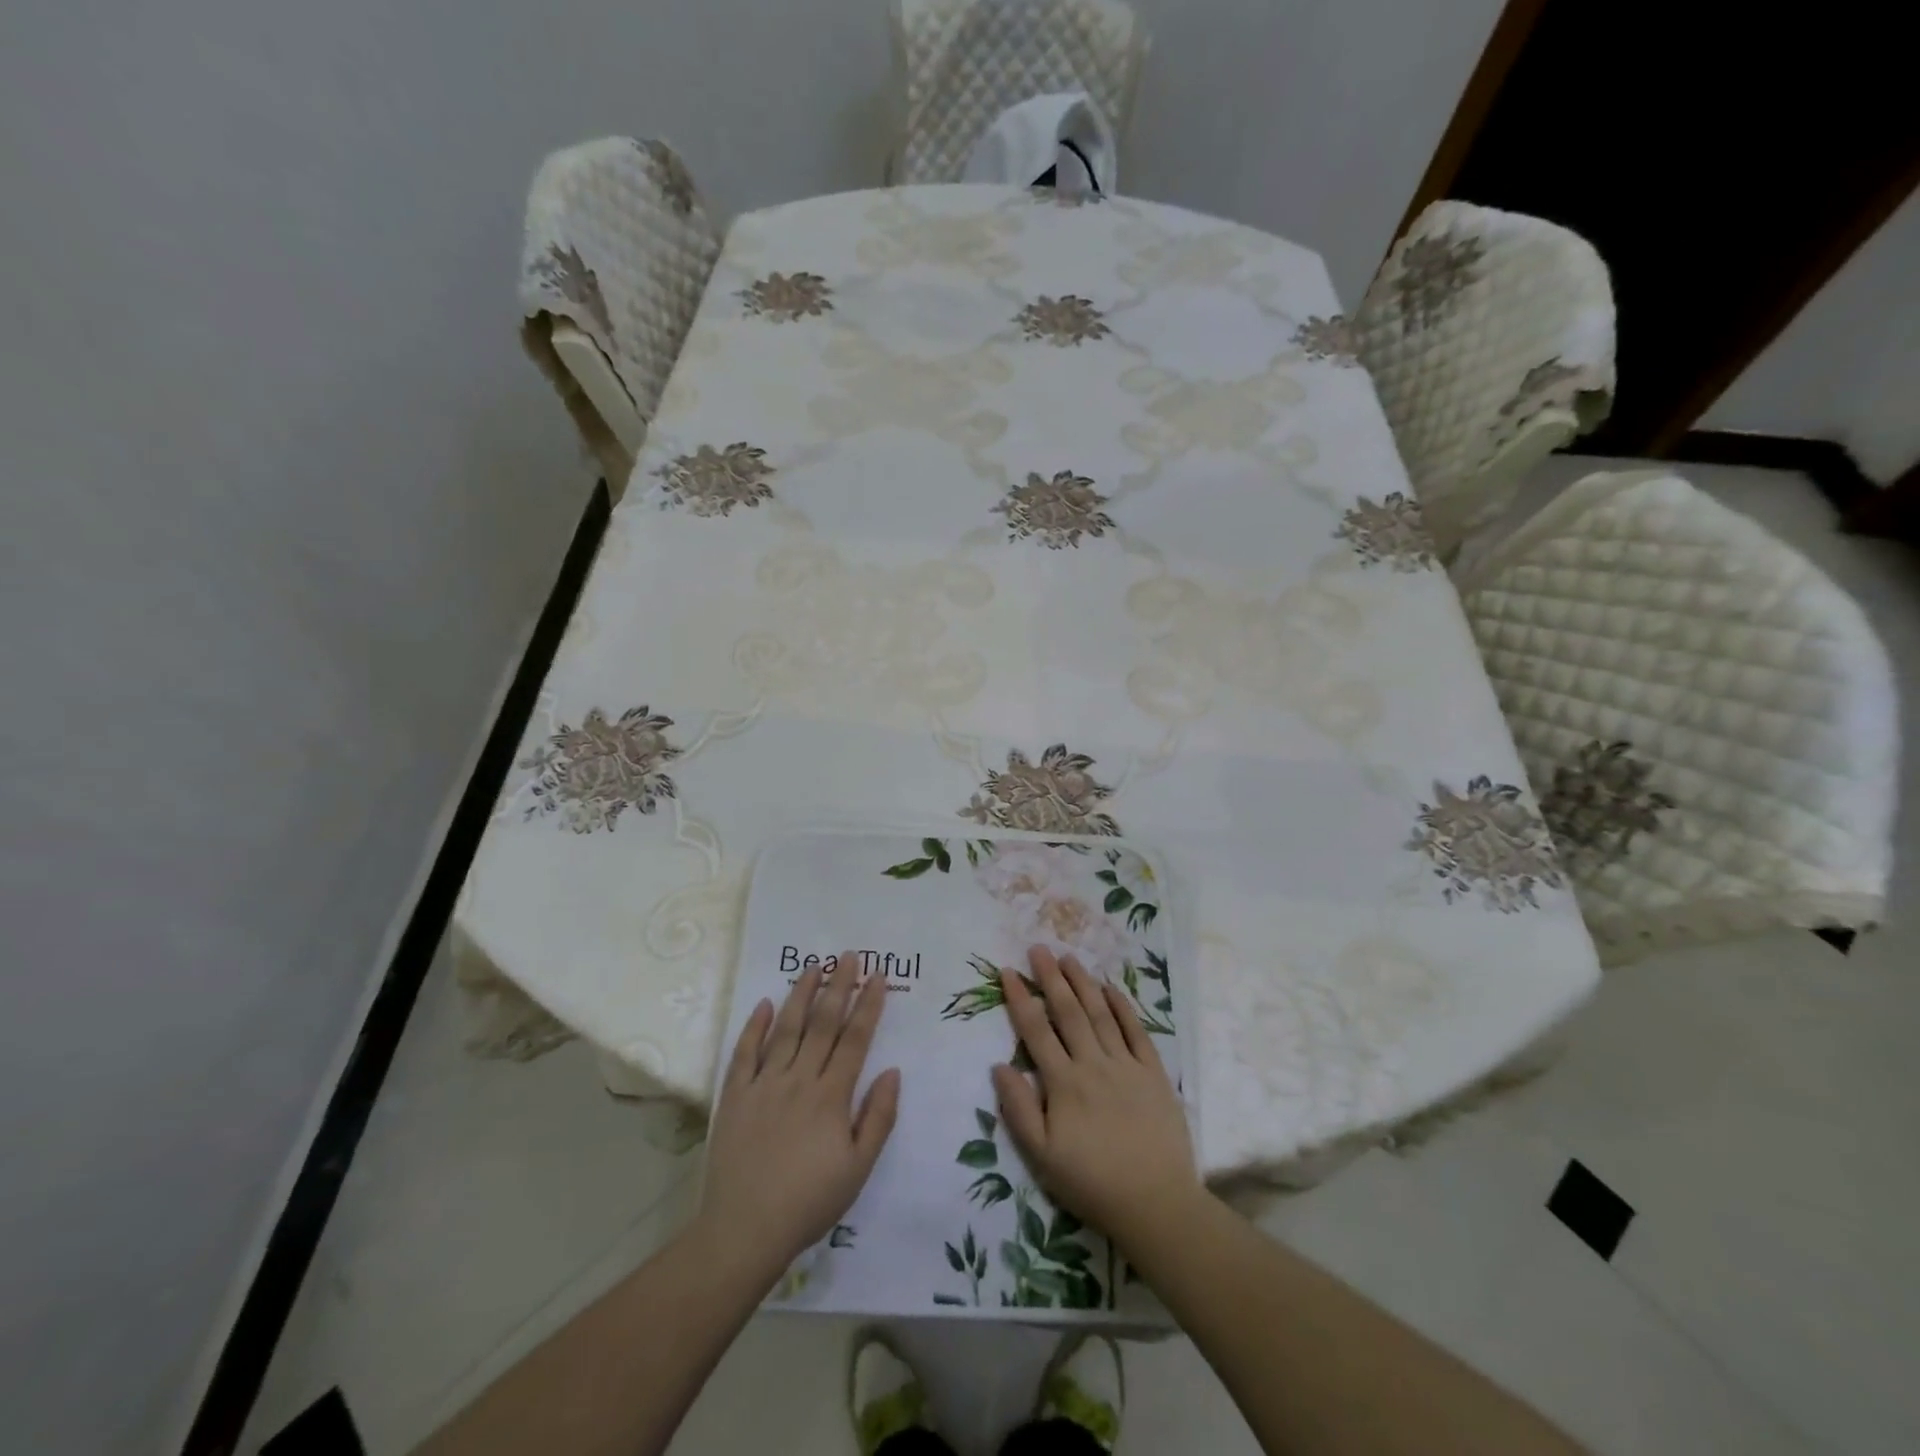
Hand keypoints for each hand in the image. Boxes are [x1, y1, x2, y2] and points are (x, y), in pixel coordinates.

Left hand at [697, 958, 900, 1281]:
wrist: (744, 1230)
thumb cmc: (809, 1202)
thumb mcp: (858, 1169)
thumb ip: (878, 1118)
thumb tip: (893, 1071)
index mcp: (831, 1096)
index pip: (855, 1039)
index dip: (868, 1005)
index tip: (878, 976)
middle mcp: (800, 1079)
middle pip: (823, 1023)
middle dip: (839, 986)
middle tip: (849, 956)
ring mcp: (764, 1084)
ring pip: (786, 1028)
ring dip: (802, 994)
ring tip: (814, 966)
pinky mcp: (735, 1095)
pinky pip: (745, 1052)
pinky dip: (755, 1025)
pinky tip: (765, 1003)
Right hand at [991, 946, 1203, 1255]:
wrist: (1156, 1203)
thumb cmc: (1092, 1183)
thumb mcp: (1042, 1157)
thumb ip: (1019, 1109)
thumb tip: (999, 1065)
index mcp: (1063, 1083)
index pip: (1036, 1031)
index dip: (1020, 999)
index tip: (1007, 971)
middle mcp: (1093, 1064)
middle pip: (1068, 1012)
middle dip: (1051, 977)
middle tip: (1038, 948)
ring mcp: (1126, 1065)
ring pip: (1100, 1014)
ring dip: (1083, 983)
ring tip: (1069, 957)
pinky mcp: (1154, 1073)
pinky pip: (1136, 1031)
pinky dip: (1123, 1007)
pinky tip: (1111, 988)